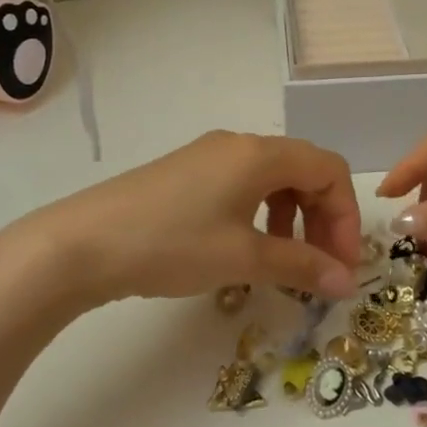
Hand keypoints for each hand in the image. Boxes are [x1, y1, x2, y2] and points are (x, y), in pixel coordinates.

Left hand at [0, 131, 361, 316]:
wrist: (79, 245)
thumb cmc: (171, 244)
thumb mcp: (243, 257)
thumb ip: (301, 266)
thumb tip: (347, 282)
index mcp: (261, 153)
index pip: (329, 170)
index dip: (346, 216)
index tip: (343, 264)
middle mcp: (240, 144)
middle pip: (305, 171)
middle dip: (324, 219)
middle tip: (322, 267)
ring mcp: (210, 156)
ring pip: (274, 179)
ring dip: (294, 218)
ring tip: (286, 262)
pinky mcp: (187, 174)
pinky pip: (244, 185)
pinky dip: (262, 214)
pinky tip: (247, 248)